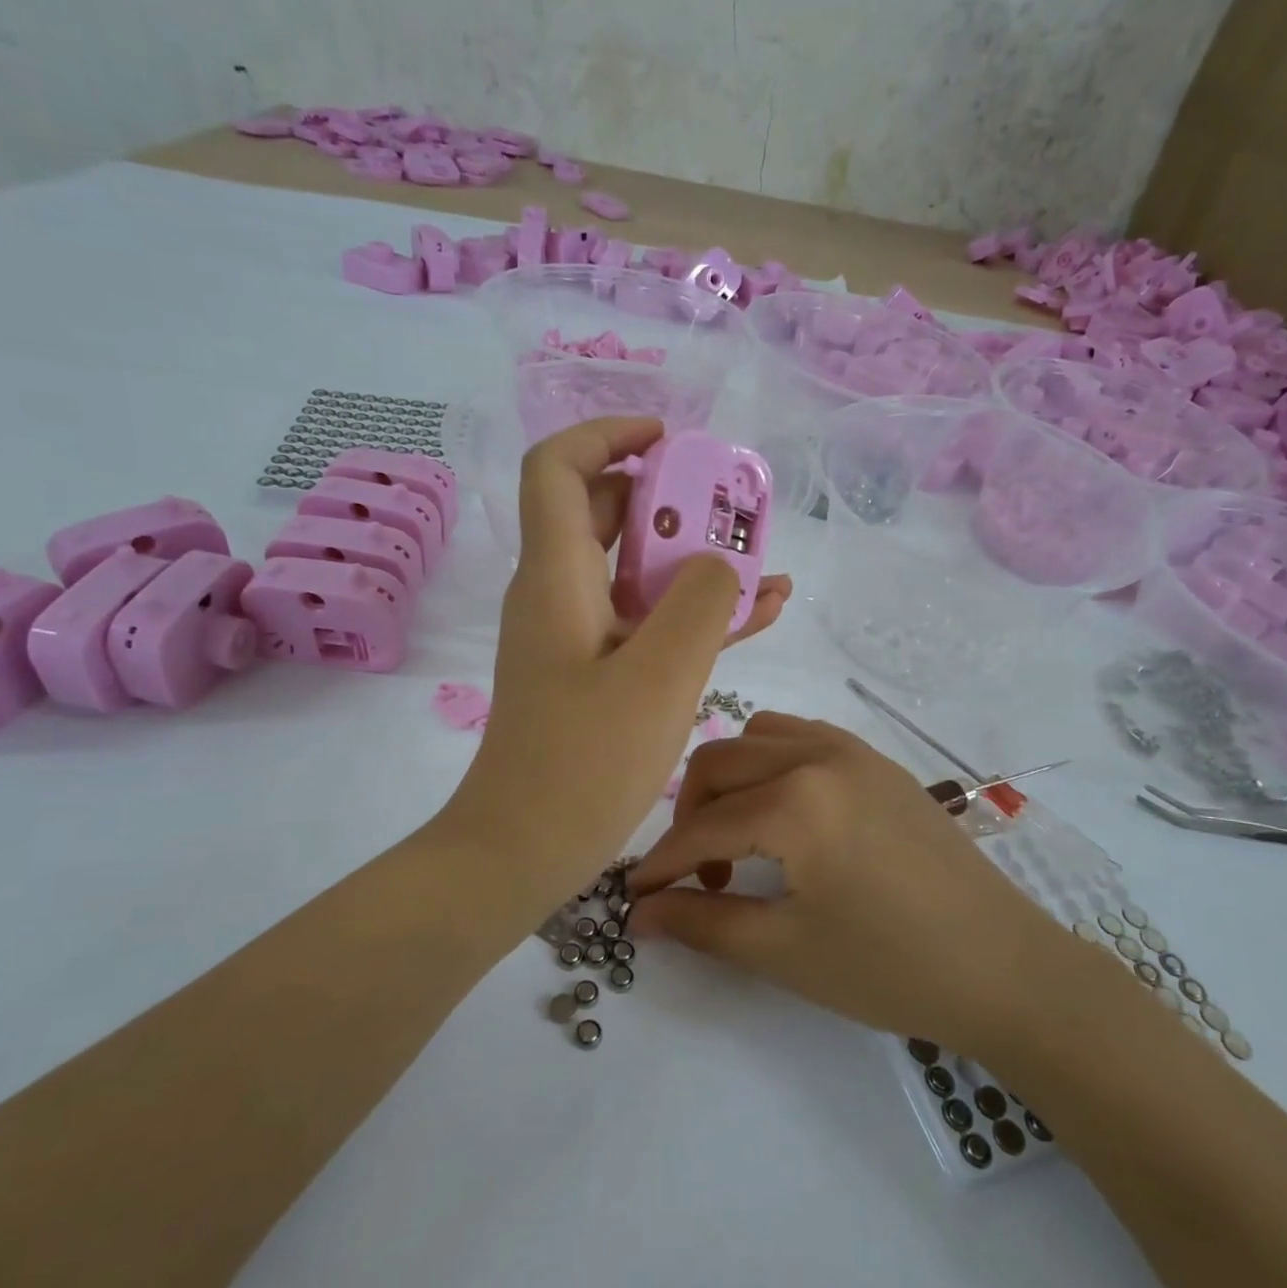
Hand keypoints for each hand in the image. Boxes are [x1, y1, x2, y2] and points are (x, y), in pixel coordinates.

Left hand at [443, 417, 791, 914]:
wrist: (523, 851)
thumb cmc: (583, 765)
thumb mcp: (659, 678)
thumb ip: (699, 603)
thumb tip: (718, 563)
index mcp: (556, 577)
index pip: (561, 469)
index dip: (608, 436)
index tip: (670, 441)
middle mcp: (559, 594)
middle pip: (607, 513)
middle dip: (672, 499)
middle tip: (733, 508)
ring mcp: (577, 636)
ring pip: (635, 571)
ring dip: (694, 561)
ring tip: (763, 565)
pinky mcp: (594, 674)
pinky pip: (646, 622)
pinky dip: (692, 612)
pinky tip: (758, 614)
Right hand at [628, 713, 1052, 1051]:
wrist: (1005, 968)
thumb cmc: (890, 969)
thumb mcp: (783, 952)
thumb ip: (701, 923)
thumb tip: (638, 914)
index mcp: (796, 800)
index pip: (700, 826)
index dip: (659, 864)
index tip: (633, 897)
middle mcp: (818, 754)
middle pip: (718, 763)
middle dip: (688, 816)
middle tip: (691, 875)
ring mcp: (853, 749)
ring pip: (757, 737)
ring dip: (729, 781)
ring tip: (737, 839)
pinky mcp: (878, 760)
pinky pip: (802, 738)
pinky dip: (771, 764)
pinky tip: (783, 814)